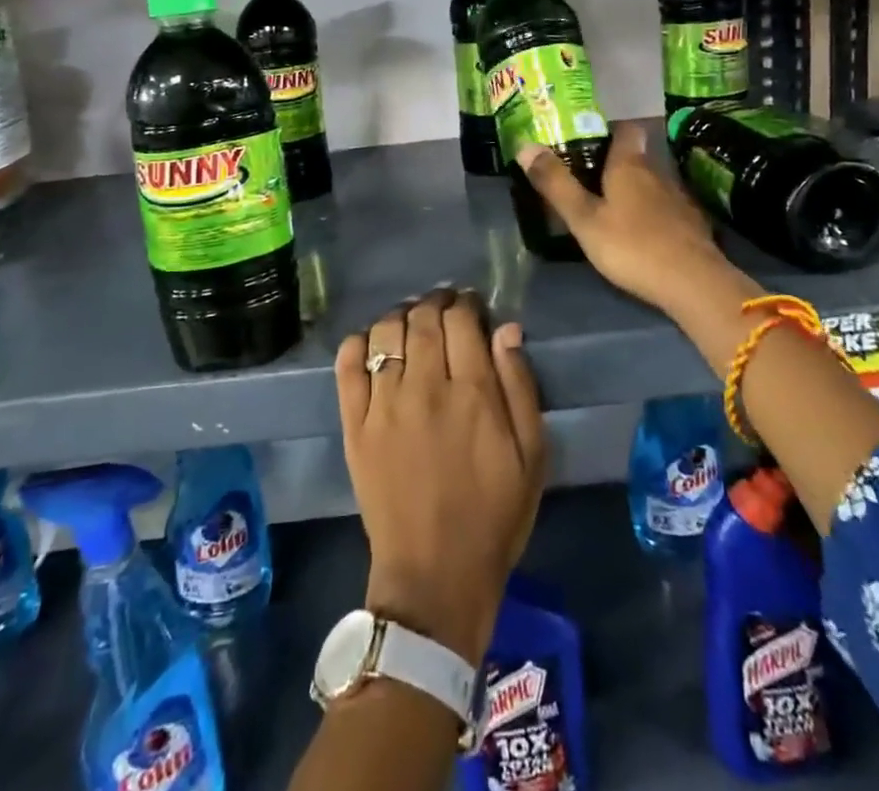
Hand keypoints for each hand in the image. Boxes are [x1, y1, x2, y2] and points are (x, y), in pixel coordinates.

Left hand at [335, 290, 546, 664]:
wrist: (434, 576)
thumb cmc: (493, 516)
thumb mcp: (530, 456)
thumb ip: (519, 386)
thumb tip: (505, 328)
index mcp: (472, 393)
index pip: (461, 320)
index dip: (466, 303)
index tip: (470, 306)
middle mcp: (424, 387)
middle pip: (423, 318)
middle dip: (435, 302)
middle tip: (443, 306)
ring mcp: (383, 405)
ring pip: (384, 332)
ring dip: (400, 316)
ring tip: (411, 322)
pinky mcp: (354, 424)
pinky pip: (347, 364)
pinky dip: (358, 342)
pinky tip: (372, 342)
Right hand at [516, 122, 753, 320]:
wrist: (694, 283)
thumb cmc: (632, 246)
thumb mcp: (584, 219)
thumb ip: (556, 184)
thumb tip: (525, 145)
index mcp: (630, 165)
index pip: (626, 129)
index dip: (609, 128)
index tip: (588, 137)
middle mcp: (657, 173)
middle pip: (636, 156)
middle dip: (614, 163)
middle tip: (587, 175)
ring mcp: (679, 199)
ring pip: (651, 183)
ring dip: (633, 189)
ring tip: (611, 205)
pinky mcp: (692, 224)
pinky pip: (666, 207)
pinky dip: (651, 212)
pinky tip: (641, 231)